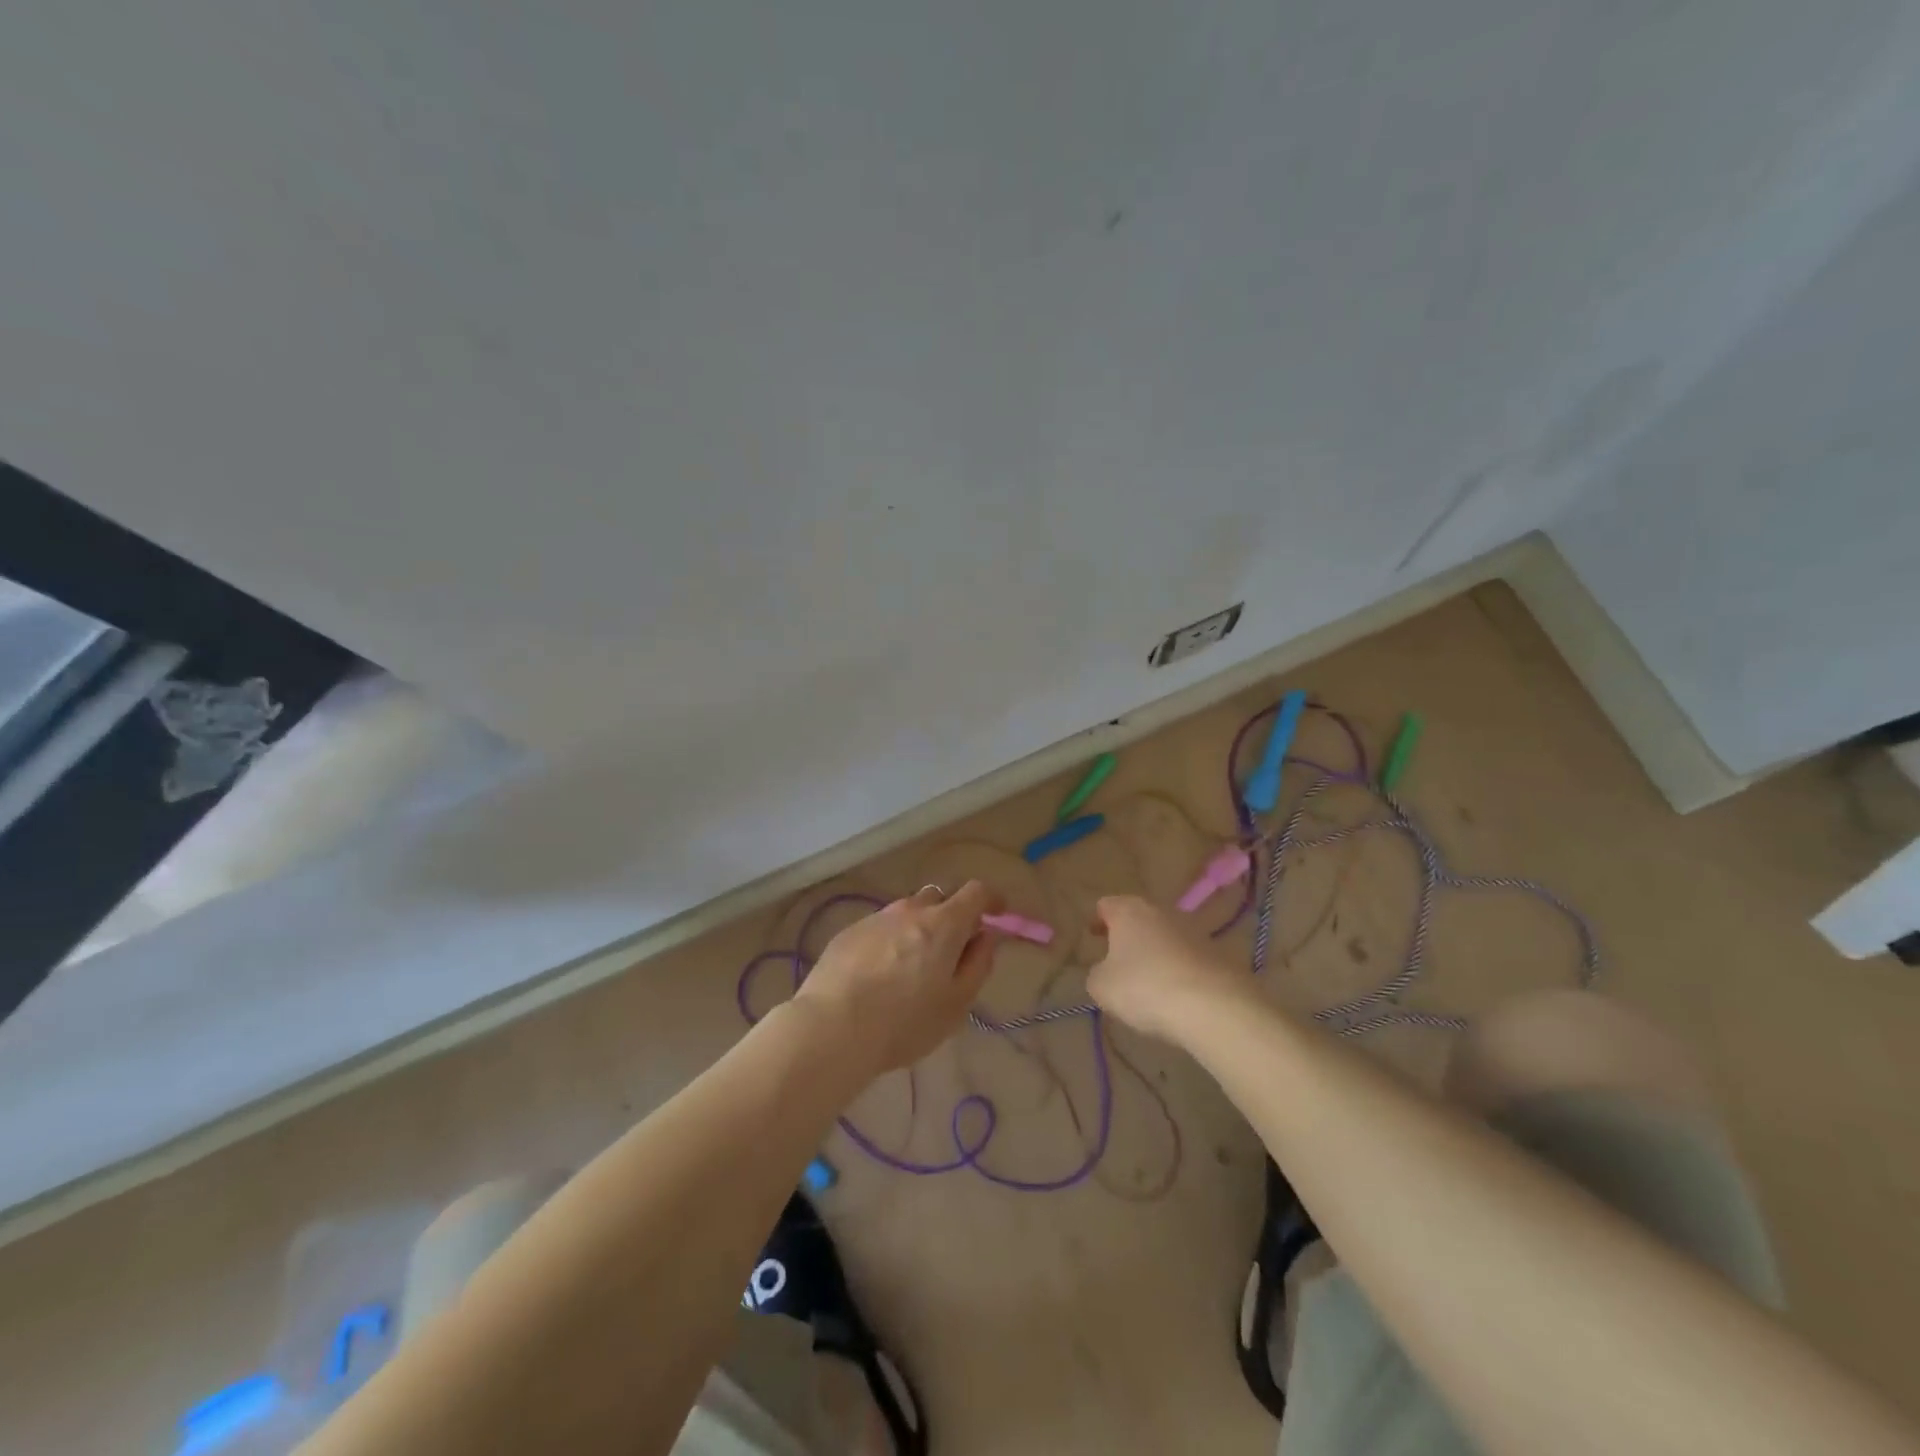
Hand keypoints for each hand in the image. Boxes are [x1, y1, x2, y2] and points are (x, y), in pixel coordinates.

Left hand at [794, 881, 1004, 1076]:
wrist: (832, 1028)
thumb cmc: (904, 1022)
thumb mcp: (956, 1004)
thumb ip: (978, 965)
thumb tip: (986, 938)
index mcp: (943, 924)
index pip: (975, 892)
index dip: (991, 899)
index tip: (998, 913)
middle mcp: (909, 910)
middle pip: (939, 899)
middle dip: (952, 916)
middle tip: (952, 950)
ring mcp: (875, 919)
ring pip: (906, 913)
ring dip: (918, 929)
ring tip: (912, 967)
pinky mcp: (848, 933)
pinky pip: (880, 928)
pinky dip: (890, 941)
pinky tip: (879, 974)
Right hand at [1086, 894, 1257, 1043]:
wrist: (1214, 1005)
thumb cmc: (1145, 987)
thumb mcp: (1102, 987)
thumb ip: (1097, 974)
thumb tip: (1106, 971)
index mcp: (1129, 911)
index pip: (1106, 905)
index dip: (1097, 920)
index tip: (1092, 936)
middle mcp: (1161, 911)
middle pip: (1138, 918)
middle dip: (1128, 936)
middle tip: (1117, 960)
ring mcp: (1194, 930)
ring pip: (1165, 936)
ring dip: (1155, 952)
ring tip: (1148, 982)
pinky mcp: (1218, 953)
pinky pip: (1188, 957)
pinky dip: (1178, 970)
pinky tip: (1176, 995)